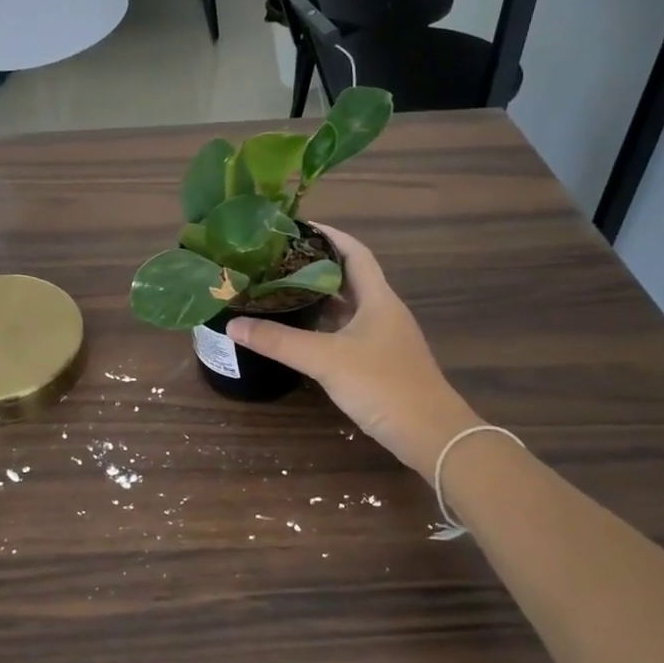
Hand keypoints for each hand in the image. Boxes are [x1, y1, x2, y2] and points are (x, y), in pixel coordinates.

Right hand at [227, 226, 477, 479]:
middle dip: (314, 267)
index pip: (354, 252)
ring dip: (317, 298)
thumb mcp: (325, 359)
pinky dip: (322, 327)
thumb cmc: (382, 384)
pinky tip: (298, 334)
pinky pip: (346, 333)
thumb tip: (232, 324)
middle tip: (275, 261)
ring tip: (279, 291)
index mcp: (378, 298)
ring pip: (346, 308)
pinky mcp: (380, 363)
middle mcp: (383, 312)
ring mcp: (383, 339)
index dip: (329, 235)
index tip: (296, 227)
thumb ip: (279, 341)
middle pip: (348, 278)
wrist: (431, 435)